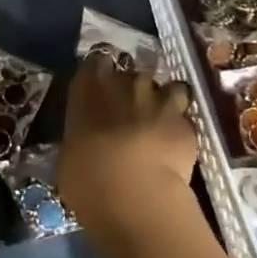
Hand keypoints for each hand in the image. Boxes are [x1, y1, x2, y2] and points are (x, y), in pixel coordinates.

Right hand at [58, 54, 197, 243]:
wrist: (135, 196)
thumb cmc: (87, 178)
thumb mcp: (69, 156)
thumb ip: (80, 136)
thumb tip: (85, 140)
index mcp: (89, 87)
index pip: (96, 61)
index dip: (101, 73)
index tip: (100, 89)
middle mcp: (126, 82)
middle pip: (133, 74)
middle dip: (132, 91)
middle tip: (129, 114)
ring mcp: (160, 99)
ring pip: (167, 88)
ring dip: (163, 102)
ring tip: (158, 124)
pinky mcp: (187, 123)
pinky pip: (184, 118)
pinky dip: (180, 128)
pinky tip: (175, 146)